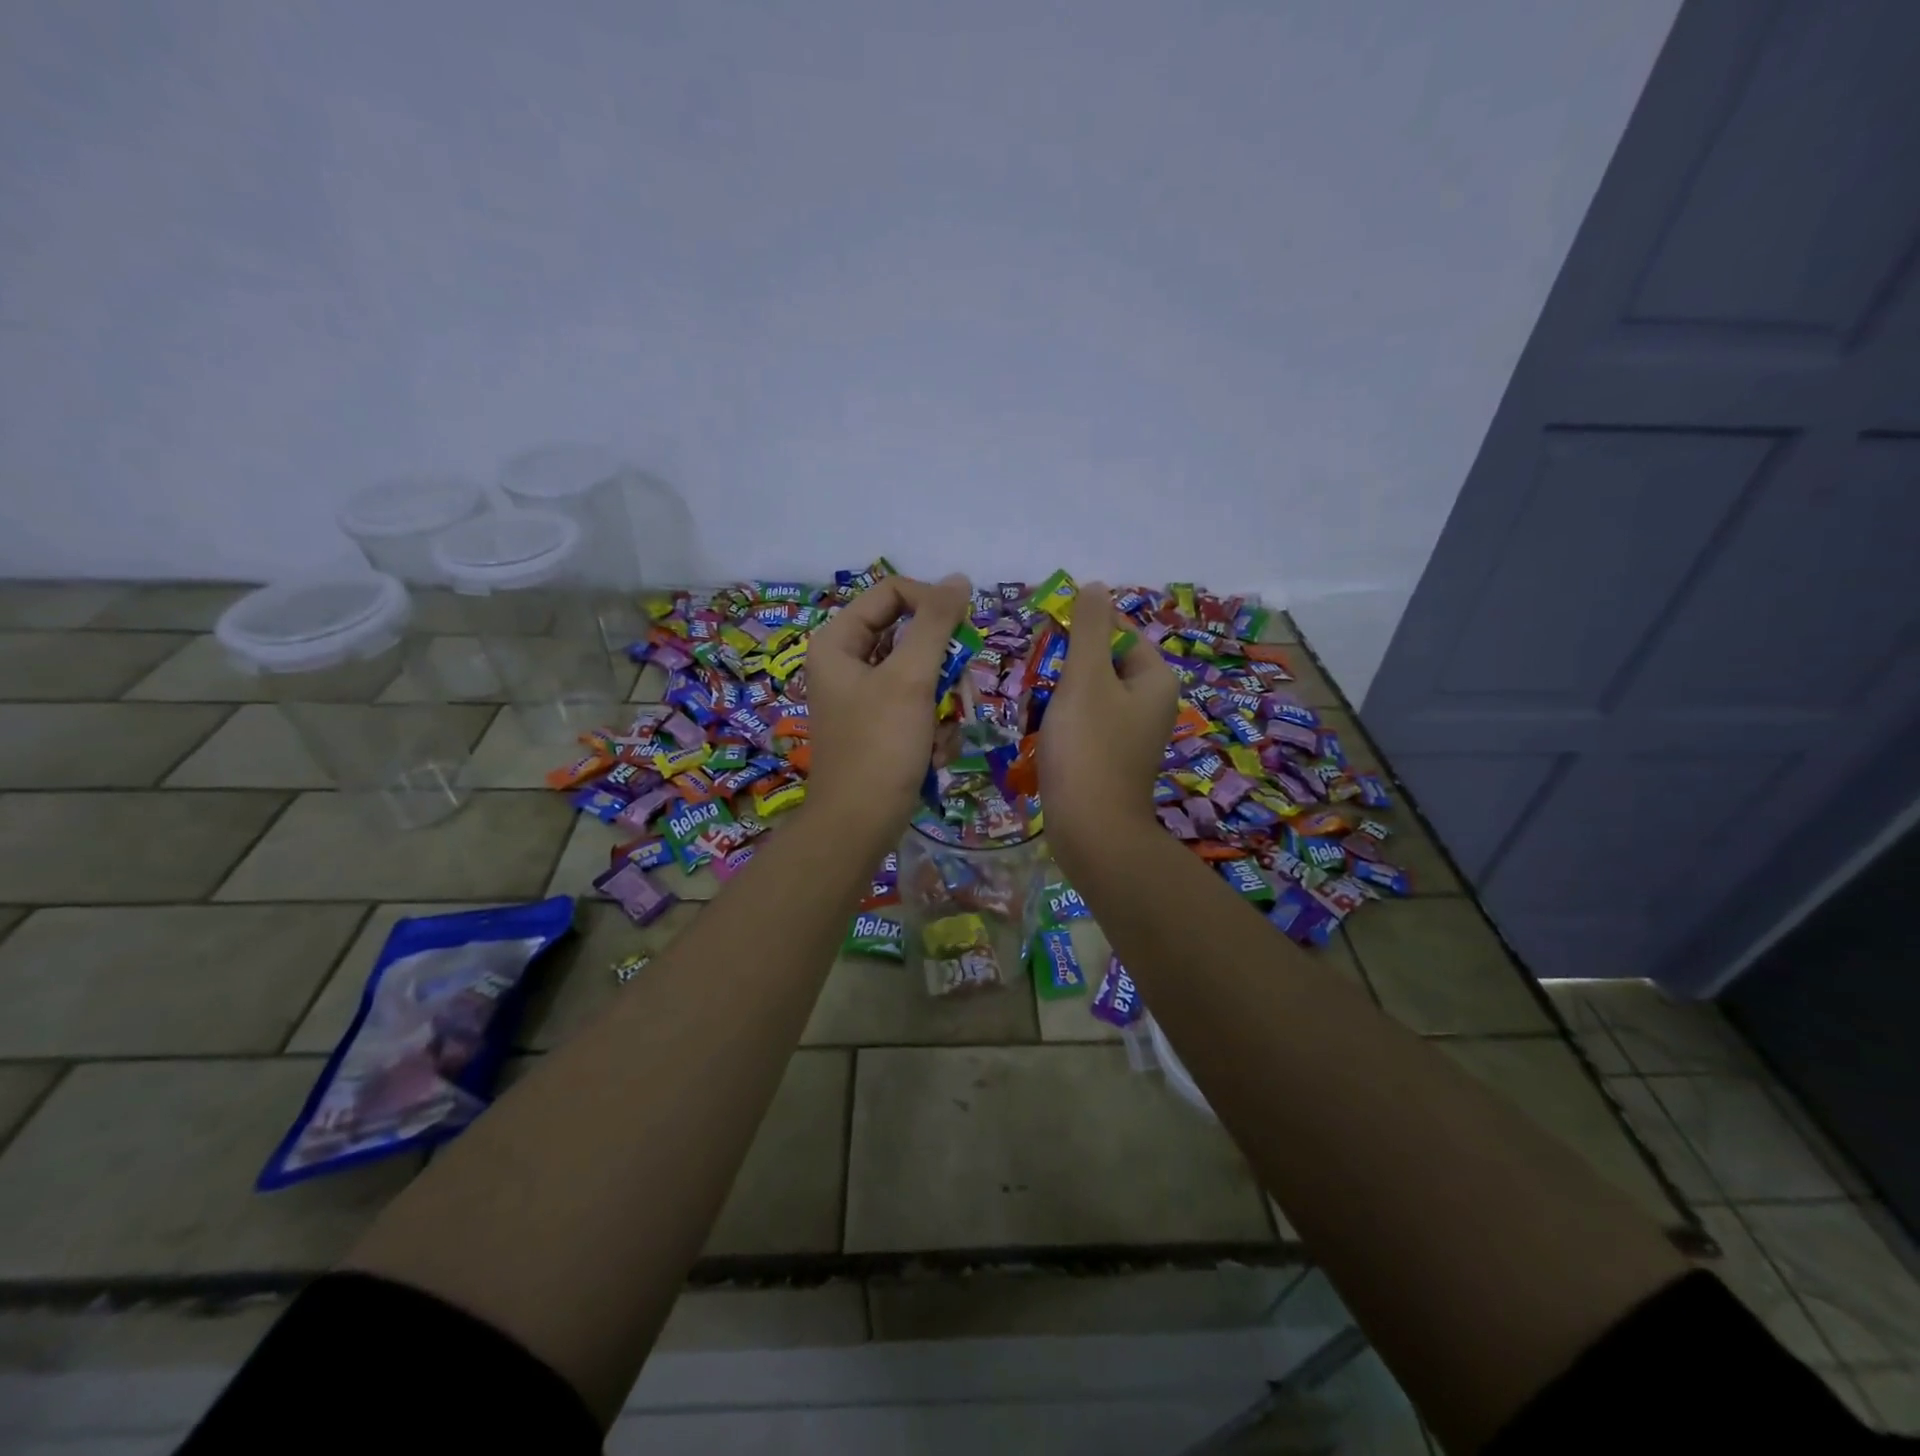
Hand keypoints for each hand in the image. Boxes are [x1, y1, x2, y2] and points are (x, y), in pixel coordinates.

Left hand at [805, 573, 971, 839]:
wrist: (860, 824)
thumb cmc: (880, 746)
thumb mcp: (911, 679)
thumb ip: (935, 623)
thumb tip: (959, 579)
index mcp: (838, 641)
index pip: (892, 593)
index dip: (932, 604)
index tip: (964, 632)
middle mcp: (846, 662)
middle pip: (910, 635)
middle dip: (941, 669)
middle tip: (957, 694)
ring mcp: (863, 696)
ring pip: (920, 674)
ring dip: (942, 704)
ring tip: (940, 734)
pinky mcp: (879, 725)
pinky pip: (916, 706)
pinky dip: (932, 727)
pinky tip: (932, 754)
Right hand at [1039, 582, 1178, 873]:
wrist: (1091, 830)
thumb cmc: (1088, 748)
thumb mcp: (1085, 678)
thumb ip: (1088, 628)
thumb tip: (1095, 586)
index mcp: (1155, 678)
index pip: (1118, 631)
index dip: (1081, 629)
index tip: (1047, 639)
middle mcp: (1152, 702)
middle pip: (1103, 663)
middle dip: (1067, 666)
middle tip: (1039, 679)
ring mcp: (1133, 733)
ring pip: (1091, 694)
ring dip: (1061, 695)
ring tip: (1037, 708)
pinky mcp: (1113, 758)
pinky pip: (1088, 724)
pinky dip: (1065, 723)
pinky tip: (1045, 734)